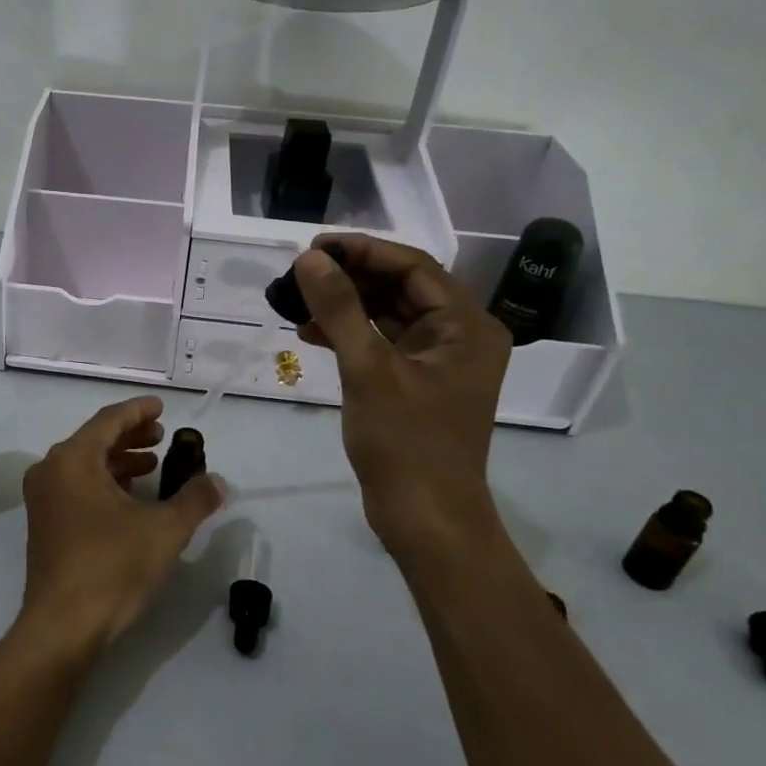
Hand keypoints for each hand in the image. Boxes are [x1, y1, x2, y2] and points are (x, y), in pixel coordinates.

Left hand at [19, 397, 223, 656]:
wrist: (63, 626)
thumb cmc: (112, 567)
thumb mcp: (164, 530)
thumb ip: (194, 499)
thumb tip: (217, 482)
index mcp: (73, 460)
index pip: (108, 421)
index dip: (138, 411)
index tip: (161, 406)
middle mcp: (50, 472)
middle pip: (94, 440)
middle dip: (130, 436)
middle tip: (161, 435)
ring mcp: (43, 501)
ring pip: (85, 466)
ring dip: (119, 462)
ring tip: (153, 466)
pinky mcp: (45, 526)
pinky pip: (77, 489)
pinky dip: (105, 484)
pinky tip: (131, 499)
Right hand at [292, 236, 511, 560]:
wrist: (425, 519)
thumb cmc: (406, 443)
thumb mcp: (369, 370)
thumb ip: (340, 309)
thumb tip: (310, 259)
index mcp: (467, 326)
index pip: (414, 267)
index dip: (363, 251)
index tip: (314, 246)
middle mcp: (459, 337)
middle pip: (401, 288)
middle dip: (350, 278)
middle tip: (300, 273)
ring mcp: (437, 362)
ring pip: (387, 315)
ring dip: (345, 306)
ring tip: (298, 300)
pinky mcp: (416, 384)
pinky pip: (381, 344)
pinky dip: (348, 335)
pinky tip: (310, 333)